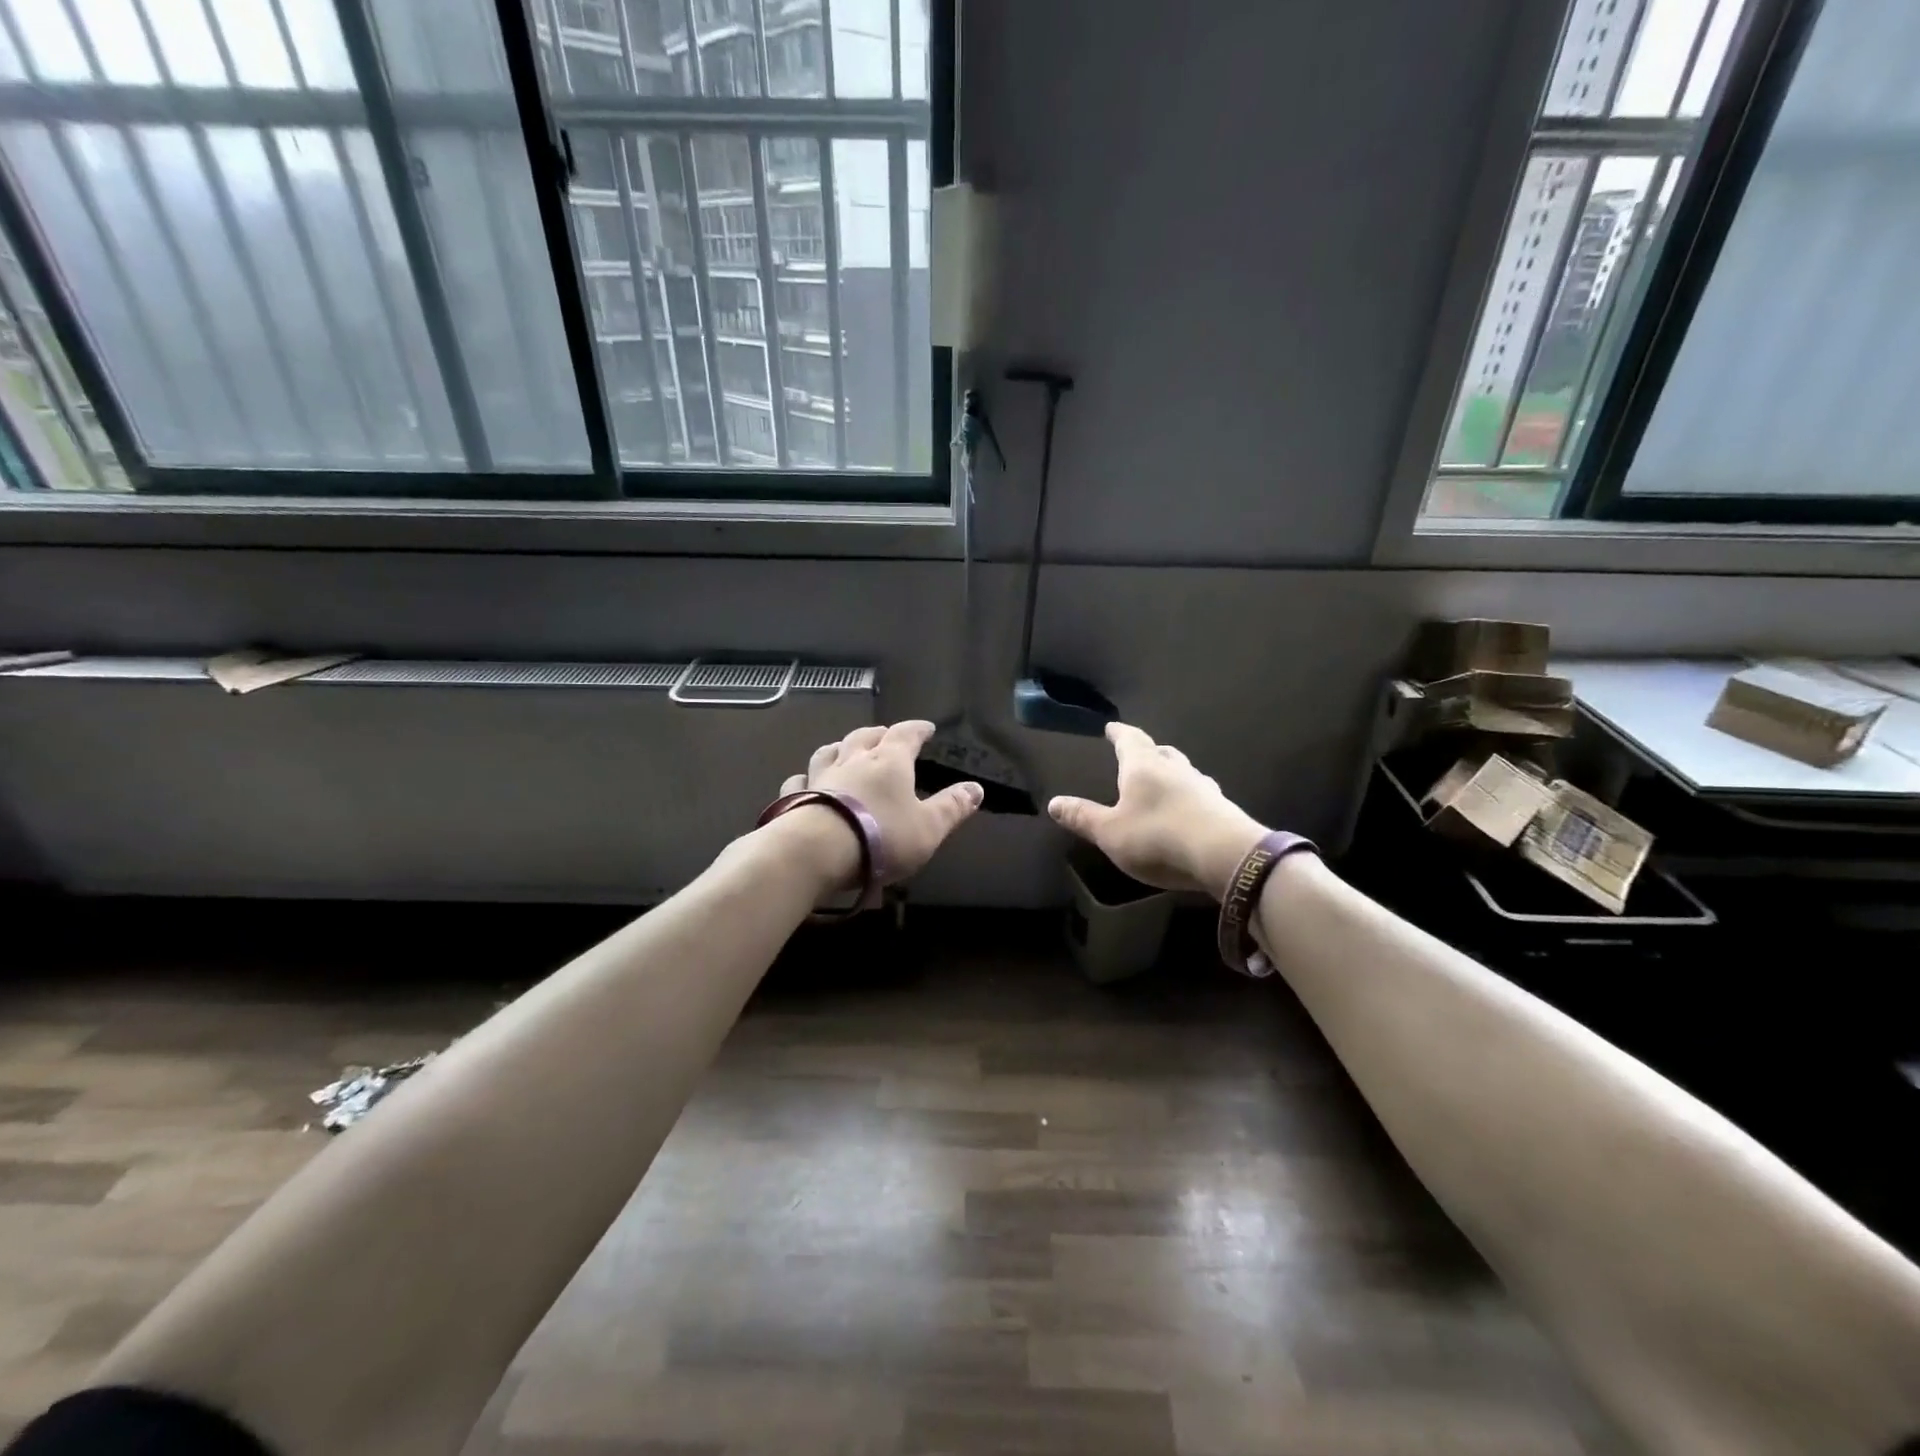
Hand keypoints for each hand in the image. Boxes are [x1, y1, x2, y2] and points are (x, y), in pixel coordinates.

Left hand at [773, 720, 983, 888]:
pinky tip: (804, 781)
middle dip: (878, 734)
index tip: (926, 728)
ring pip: (829, 751)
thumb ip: (952, 807)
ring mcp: (820, 777)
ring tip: (844, 749)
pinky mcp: (794, 797)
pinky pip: (799, 779)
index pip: (906, 735)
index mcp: (889, 762)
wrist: (816, 852)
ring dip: (840, 747)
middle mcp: (853, 760)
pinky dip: (806, 777)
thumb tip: (977, 788)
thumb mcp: (929, 828)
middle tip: (885, 735)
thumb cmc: (881, 837)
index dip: (917, 729)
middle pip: (864, 736)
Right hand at [1047, 722, 1266, 898]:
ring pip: (1184, 771)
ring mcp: (1203, 787)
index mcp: (1144, 767)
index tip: (1112, 727)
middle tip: (1138, 752)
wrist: (1225, 856)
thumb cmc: (1158, 837)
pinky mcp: (1222, 809)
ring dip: (1172, 772)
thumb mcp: (1110, 832)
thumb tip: (1053, 802)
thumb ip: (1083, 817)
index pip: (1129, 740)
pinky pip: (1200, 794)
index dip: (1119, 733)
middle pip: (1161, 752)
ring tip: (1163, 779)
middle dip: (1148, 751)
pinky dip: (1188, 796)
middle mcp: (1175, 769)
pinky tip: (1187, 808)